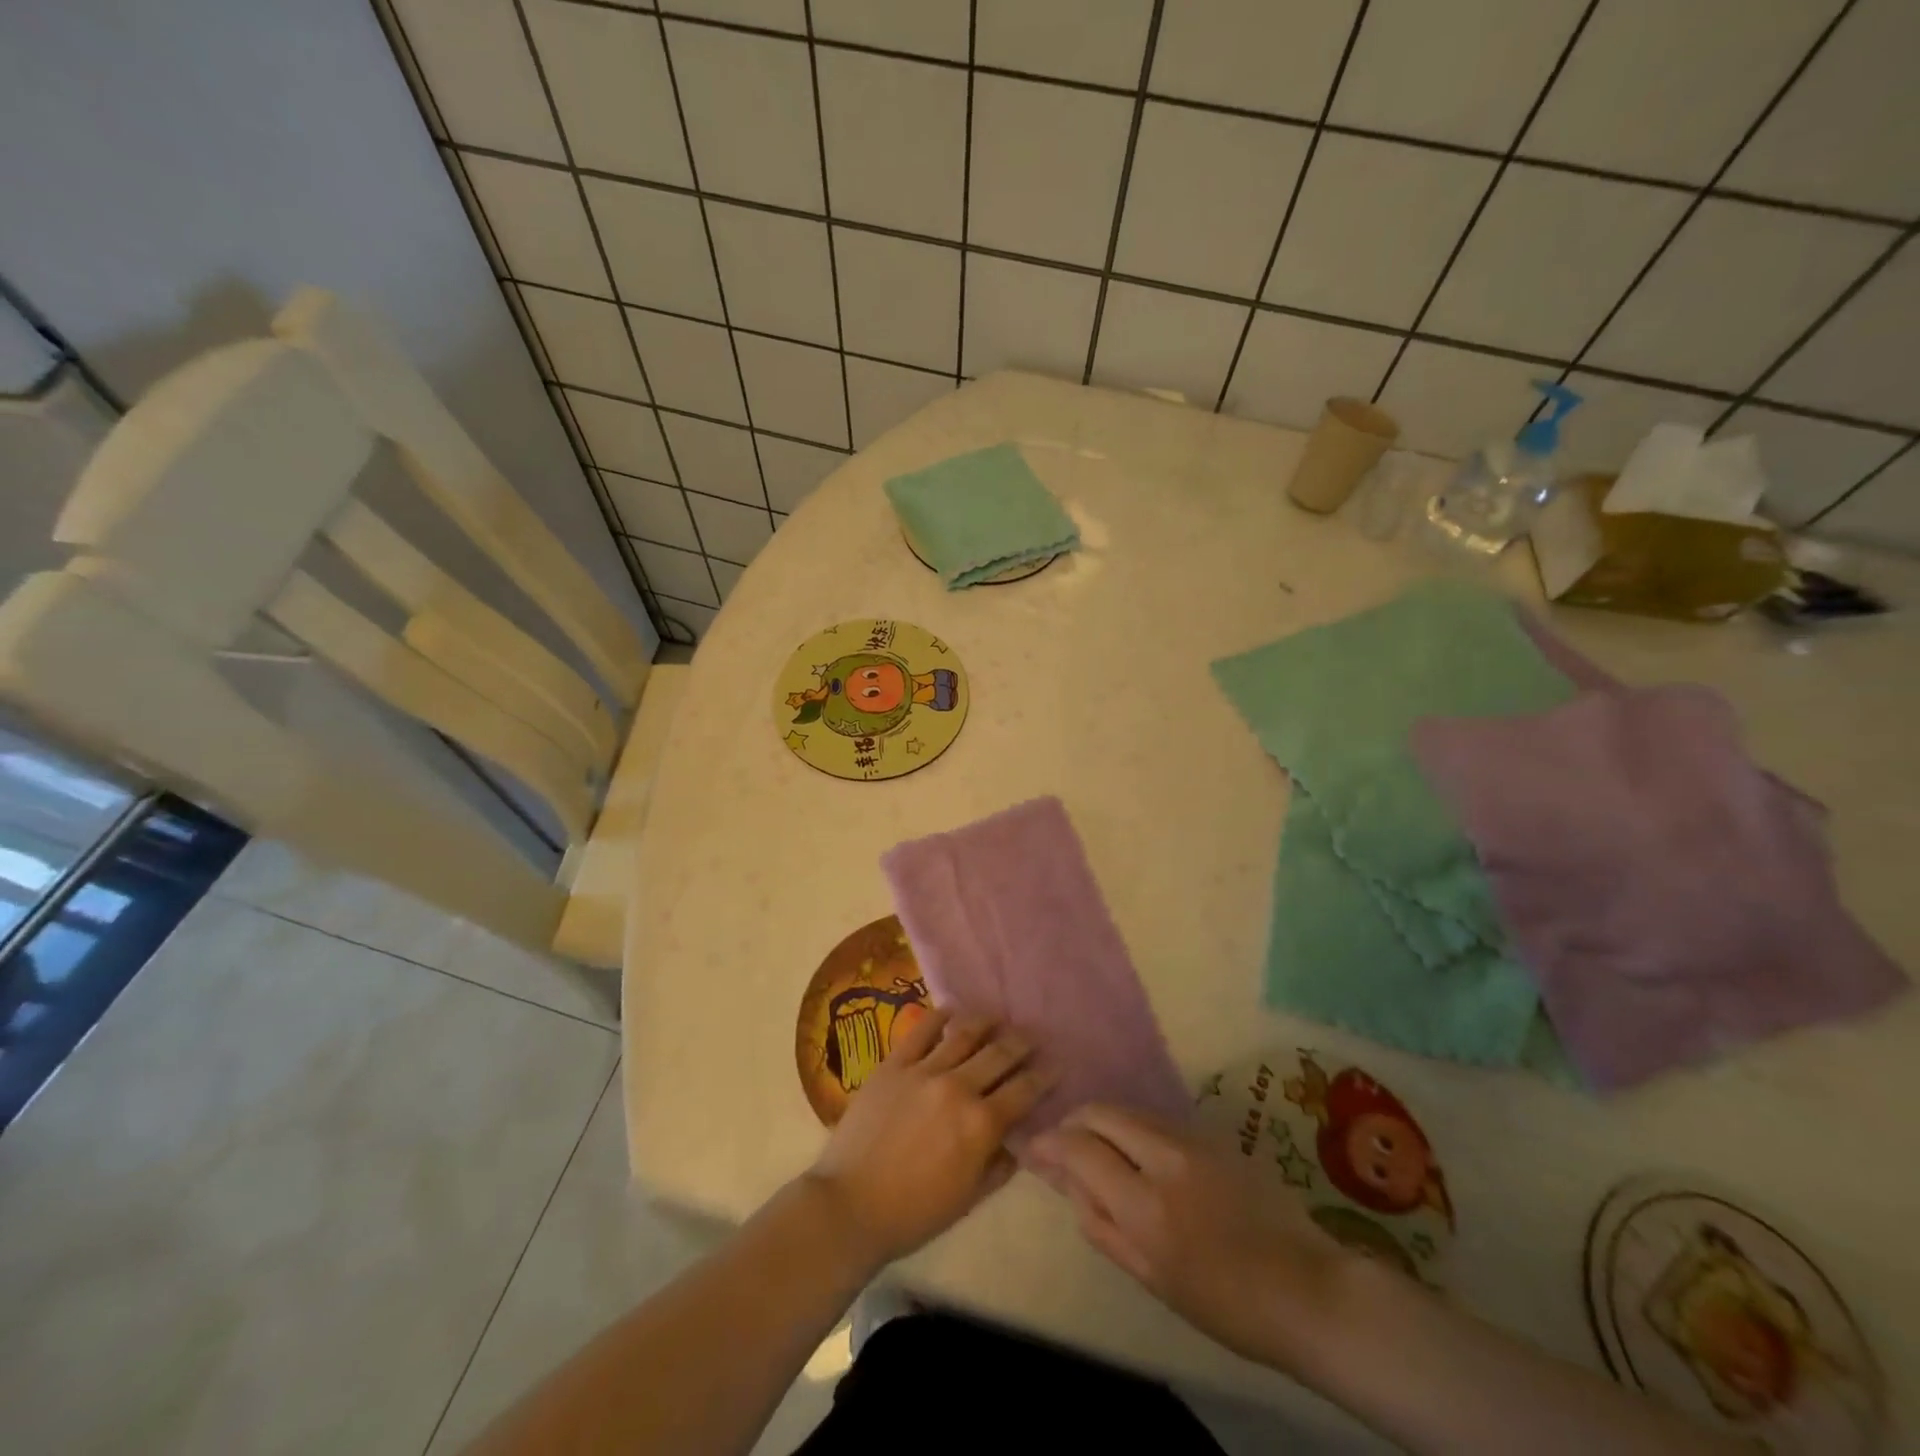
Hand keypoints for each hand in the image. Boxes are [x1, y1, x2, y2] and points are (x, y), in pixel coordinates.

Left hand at [807, 1010, 1051, 1266]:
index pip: (1024, 1090)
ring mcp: (924, 1070)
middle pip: (1000, 1054)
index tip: (1056, 1065)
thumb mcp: (969, 1198)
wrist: (850, 1205)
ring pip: (964, 1034)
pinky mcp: (894, 1063)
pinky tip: (952, 1010)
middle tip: (1032, 1036)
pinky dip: (940, 1016)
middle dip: (1021, 1043)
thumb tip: (1020, 1138)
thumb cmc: (914, 1212)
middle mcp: (958, 1088)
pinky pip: (921, 1030)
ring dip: (987, 1022)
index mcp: (981, 1124)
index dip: (1045, 1075)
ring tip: (998, 1018)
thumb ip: (1000, 1164)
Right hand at [1028, 1105, 1352, 1370]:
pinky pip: (1157, 1119)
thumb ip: (1101, 1225)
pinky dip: (1133, 1127)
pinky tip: (1135, 1152)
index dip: (1050, 1144)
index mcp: (1146, 1203)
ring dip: (1103, 1122)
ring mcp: (1192, 1138)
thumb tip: (1067, 1183)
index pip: (1080, 1149)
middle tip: (1062, 1144)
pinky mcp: (1213, 1134)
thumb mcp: (1152, 1277)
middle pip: (1102, 1113)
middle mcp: (1164, 1156)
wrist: (1308, 1287)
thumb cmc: (1225, 1302)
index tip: (1033, 1148)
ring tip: (1095, 1148)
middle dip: (1074, 1121)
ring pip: (1129, 1111)